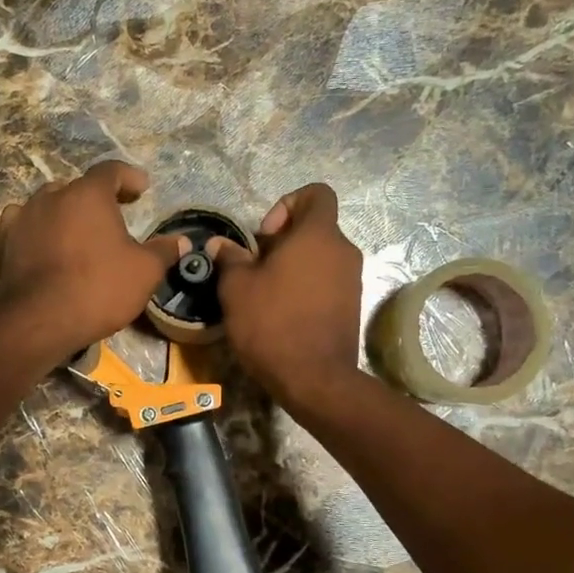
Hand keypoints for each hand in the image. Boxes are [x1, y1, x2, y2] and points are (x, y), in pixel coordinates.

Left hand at [0, 160, 184, 363]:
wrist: (41, 320)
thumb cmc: (99, 288)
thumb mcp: (144, 272)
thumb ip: (163, 251)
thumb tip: (182, 241)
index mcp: (89, 194)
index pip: (111, 171)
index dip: (129, 177)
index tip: (142, 188)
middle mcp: (53, 196)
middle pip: (78, 187)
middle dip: (96, 197)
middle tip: (113, 213)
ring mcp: (25, 217)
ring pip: (49, 203)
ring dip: (66, 211)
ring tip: (79, 229)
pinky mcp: (6, 242)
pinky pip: (24, 224)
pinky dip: (38, 228)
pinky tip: (44, 240)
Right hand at [210, 184, 364, 408]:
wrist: (314, 379)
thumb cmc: (272, 324)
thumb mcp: (237, 289)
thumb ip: (230, 259)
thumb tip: (220, 245)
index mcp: (318, 234)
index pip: (316, 193)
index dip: (287, 204)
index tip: (264, 236)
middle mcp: (343, 250)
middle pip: (314, 228)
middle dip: (283, 242)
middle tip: (256, 269)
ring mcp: (352, 279)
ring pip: (320, 257)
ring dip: (293, 267)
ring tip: (266, 295)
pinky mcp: (352, 306)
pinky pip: (326, 282)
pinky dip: (306, 288)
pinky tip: (283, 314)